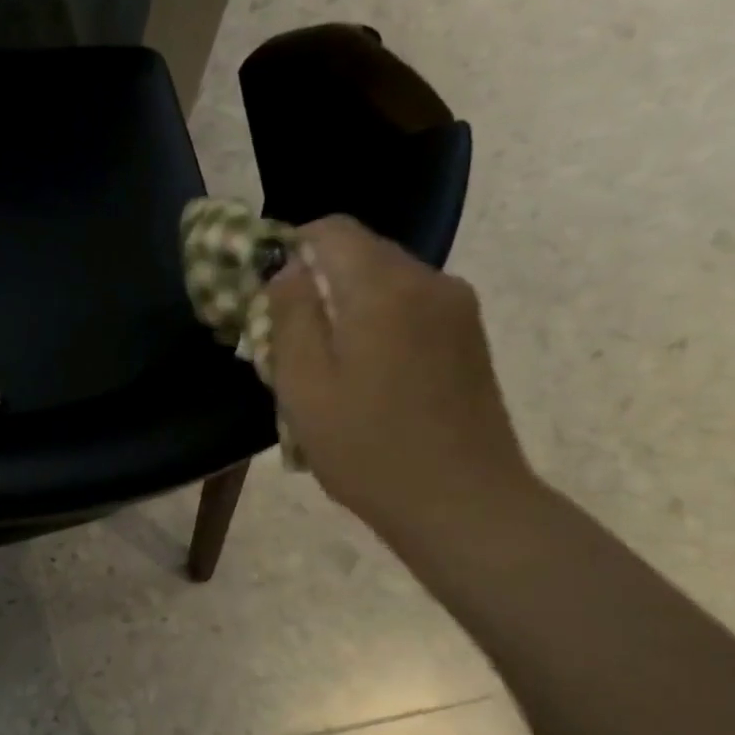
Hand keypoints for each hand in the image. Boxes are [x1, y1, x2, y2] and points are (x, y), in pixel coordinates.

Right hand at [267, 216, 534, 538]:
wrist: (462, 504)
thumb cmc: (367, 447)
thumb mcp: (304, 384)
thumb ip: (290, 314)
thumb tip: (287, 266)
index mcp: (383, 286)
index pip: (331, 230)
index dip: (290, 248)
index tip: (265, 292)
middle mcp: (428, 281)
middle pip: (361, 253)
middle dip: (317, 281)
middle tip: (286, 336)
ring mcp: (457, 310)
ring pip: (386, 283)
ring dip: (347, 306)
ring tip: (325, 364)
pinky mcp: (469, 339)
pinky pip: (411, 309)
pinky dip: (378, 324)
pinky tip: (366, 377)